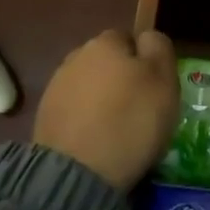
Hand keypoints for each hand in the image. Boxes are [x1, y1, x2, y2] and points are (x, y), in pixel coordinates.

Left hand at [35, 30, 179, 190]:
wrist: (78, 171)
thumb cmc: (131, 120)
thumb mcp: (164, 80)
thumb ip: (159, 49)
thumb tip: (147, 38)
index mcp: (106, 42)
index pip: (130, 39)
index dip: (145, 61)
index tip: (155, 87)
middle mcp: (76, 57)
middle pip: (108, 62)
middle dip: (121, 79)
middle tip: (140, 109)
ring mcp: (56, 87)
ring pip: (90, 86)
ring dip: (102, 100)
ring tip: (117, 129)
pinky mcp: (45, 117)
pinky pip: (75, 111)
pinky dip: (86, 120)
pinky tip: (97, 140)